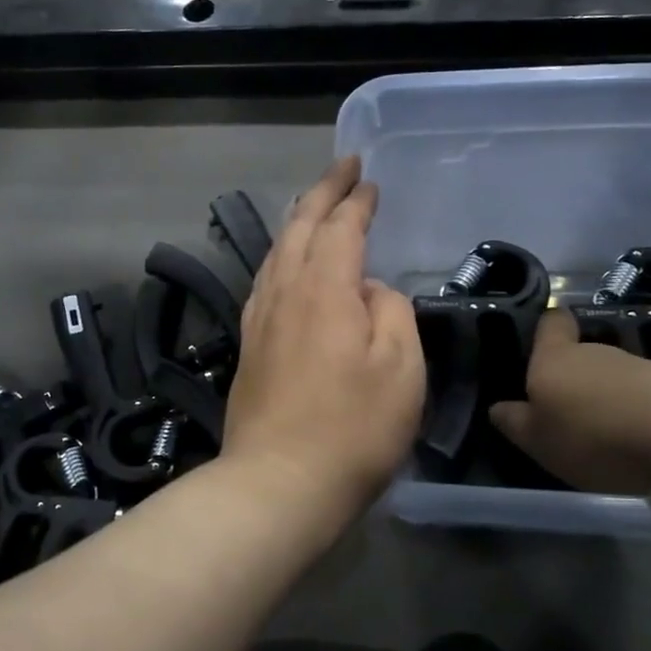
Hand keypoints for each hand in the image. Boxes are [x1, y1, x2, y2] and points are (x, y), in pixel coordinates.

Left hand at [224, 157, 425, 518]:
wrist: (278, 483)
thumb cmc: (353, 428)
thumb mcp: (401, 368)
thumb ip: (390, 312)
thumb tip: (368, 290)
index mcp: (325, 288)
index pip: (341, 227)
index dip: (356, 200)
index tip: (369, 180)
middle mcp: (285, 291)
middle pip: (301, 226)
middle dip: (323, 191)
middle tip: (343, 168)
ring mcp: (260, 317)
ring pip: (277, 251)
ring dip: (298, 220)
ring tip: (313, 205)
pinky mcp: (249, 344)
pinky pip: (265, 279)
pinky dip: (281, 255)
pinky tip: (285, 263)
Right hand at [488, 309, 650, 493]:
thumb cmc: (591, 433)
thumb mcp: (538, 439)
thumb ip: (515, 423)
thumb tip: (498, 409)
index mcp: (553, 358)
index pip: (551, 323)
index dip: (548, 329)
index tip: (543, 345)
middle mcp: (593, 351)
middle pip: (580, 354)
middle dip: (574, 378)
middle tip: (568, 413)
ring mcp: (637, 366)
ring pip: (612, 376)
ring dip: (608, 398)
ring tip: (607, 435)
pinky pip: (644, 395)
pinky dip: (638, 412)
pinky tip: (640, 441)